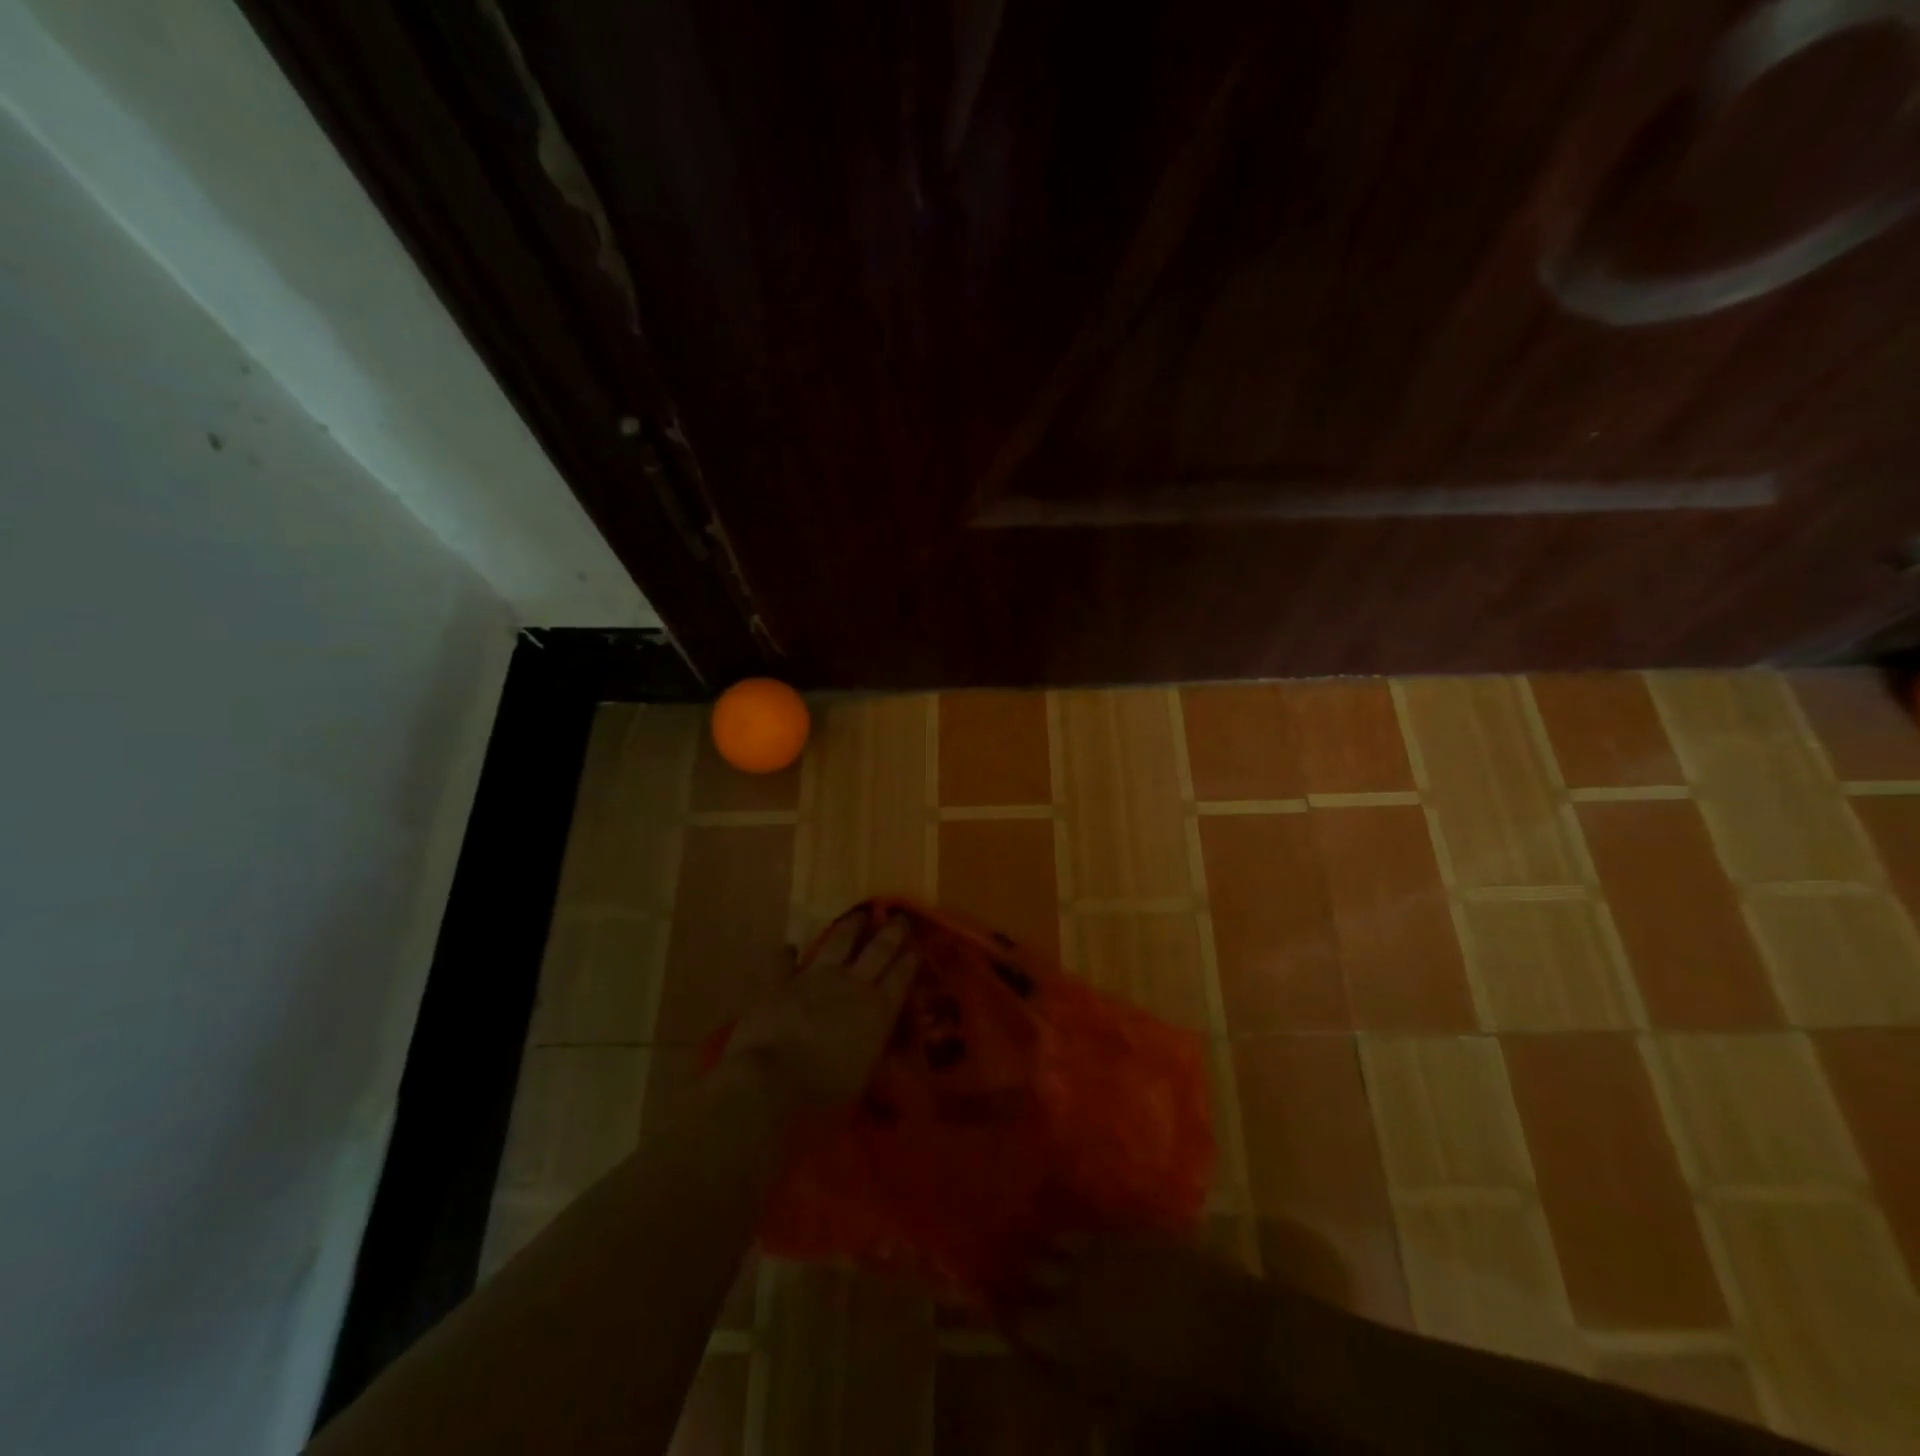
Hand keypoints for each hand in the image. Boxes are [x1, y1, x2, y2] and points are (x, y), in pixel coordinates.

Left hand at [723, 912, 918, 1112]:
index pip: (901, 977)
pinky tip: (790, 948)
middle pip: (877, 950)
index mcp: (878, 1011)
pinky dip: (788, 954)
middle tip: (898, 918)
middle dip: (891, 932)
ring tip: (858, 915)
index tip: (916, 948)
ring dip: (850, 927)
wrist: (769, 1087)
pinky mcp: (779, 983)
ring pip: (838, 941)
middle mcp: (851, 985)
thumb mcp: (862, 1082)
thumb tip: (877, 1049)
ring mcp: (814, 979)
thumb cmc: (824, 1100)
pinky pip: (784, 961)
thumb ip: (871, 1056)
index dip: (910, 960)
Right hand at [1009, 1231, 1273, 1412]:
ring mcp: (1104, 1246)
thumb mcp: (1125, 1398)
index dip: (1013, 1319)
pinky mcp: (1130, 1227)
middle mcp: (1078, 1278)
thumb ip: (1082, 1379)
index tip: (1006, 1317)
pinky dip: (1085, 1235)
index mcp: (1073, 1328)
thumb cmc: (1181, 1385)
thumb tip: (1055, 1363)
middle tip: (1024, 1283)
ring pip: (1060, 1237)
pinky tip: (1089, 1242)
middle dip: (1026, 1277)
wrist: (1232, 1331)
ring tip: (1051, 1255)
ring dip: (1052, 1249)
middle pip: (1034, 1269)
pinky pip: (1094, 1225)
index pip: (1024, 1320)